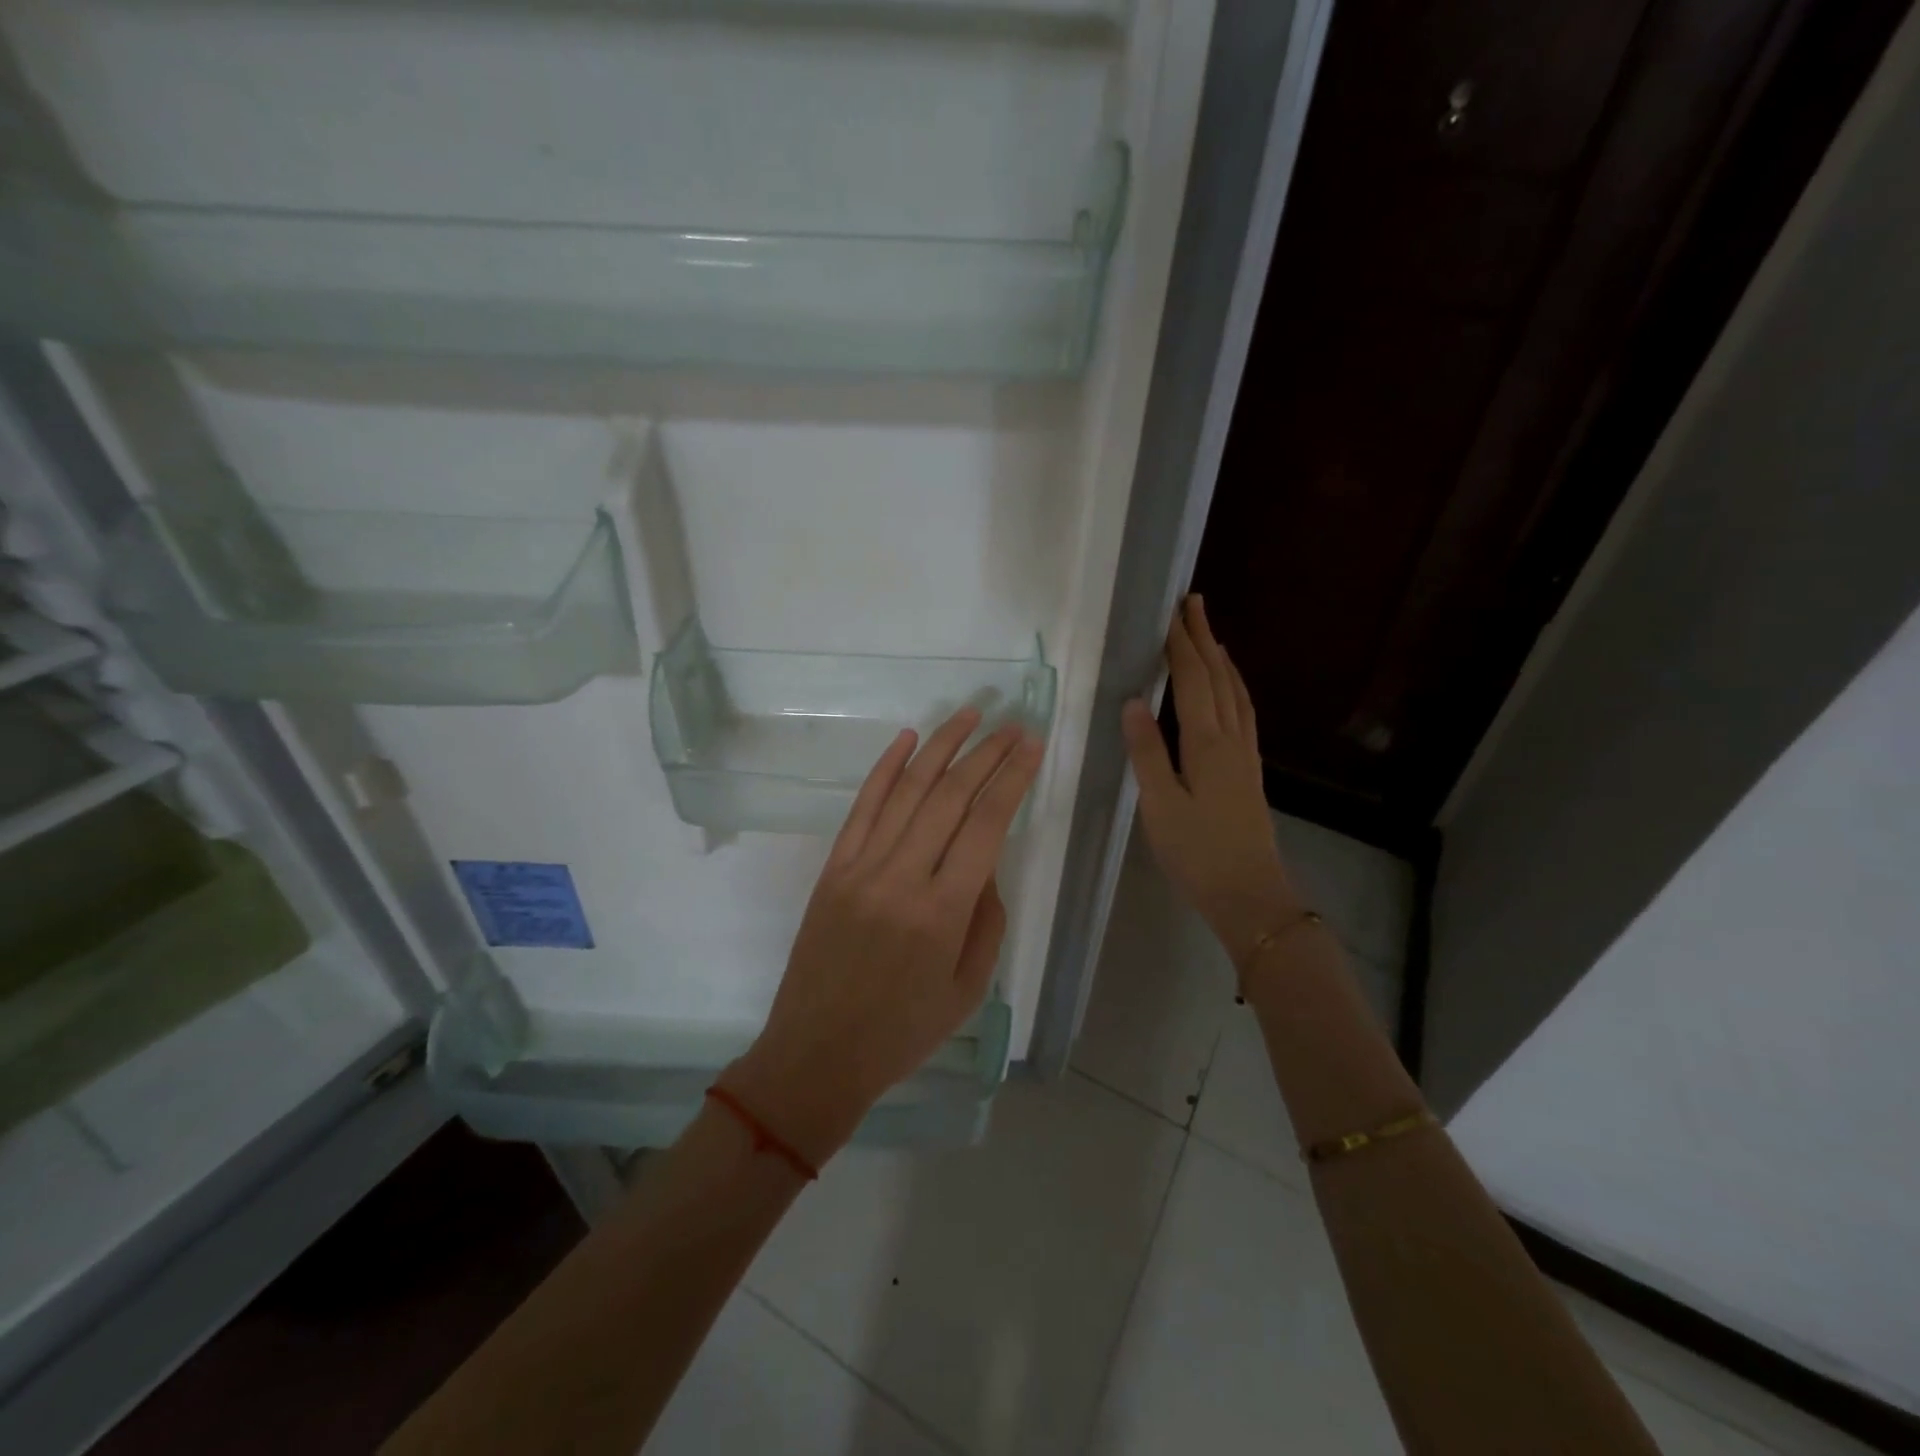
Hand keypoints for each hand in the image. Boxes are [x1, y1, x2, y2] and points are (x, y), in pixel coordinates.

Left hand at [722, 708, 1045, 1167]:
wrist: (816, 1054)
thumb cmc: (901, 1033)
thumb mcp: (967, 989)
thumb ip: (987, 920)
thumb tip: (987, 864)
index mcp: (942, 912)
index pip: (986, 824)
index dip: (1012, 777)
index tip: (1032, 744)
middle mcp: (901, 877)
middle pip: (950, 796)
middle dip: (986, 752)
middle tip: (1012, 723)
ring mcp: (861, 867)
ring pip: (907, 790)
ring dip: (941, 746)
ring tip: (970, 713)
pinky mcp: (833, 868)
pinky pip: (862, 807)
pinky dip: (886, 769)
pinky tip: (907, 739)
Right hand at [1122, 595, 1300, 967]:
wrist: (1250, 894)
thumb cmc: (1197, 853)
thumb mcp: (1159, 805)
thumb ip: (1146, 752)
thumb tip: (1132, 701)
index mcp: (1206, 743)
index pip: (1193, 680)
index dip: (1181, 644)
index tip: (1170, 611)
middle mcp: (1231, 739)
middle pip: (1219, 677)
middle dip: (1203, 638)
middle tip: (1193, 602)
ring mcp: (1246, 754)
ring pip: (1236, 693)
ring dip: (1222, 659)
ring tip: (1210, 635)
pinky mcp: (1249, 770)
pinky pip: (1244, 712)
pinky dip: (1234, 687)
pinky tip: (1229, 691)